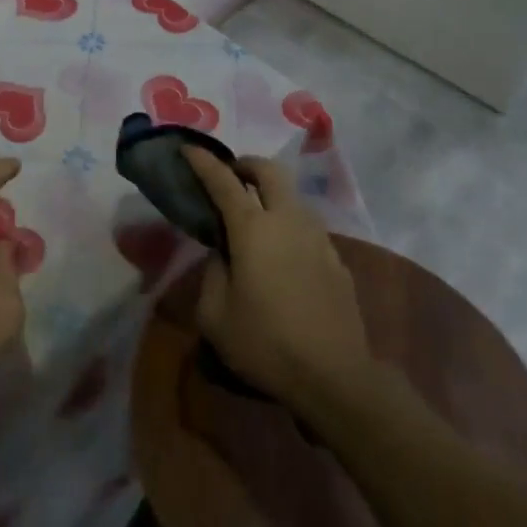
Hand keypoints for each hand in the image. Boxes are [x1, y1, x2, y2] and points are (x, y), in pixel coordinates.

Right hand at [183, 147, 368, 404]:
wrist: (335, 378)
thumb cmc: (265, 344)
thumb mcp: (214, 314)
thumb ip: (213, 272)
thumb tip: (223, 254)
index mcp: (253, 229)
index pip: (223, 181)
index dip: (203, 162)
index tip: (188, 148)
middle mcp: (288, 222)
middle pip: (270, 171)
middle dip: (246, 165)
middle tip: (230, 176)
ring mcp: (319, 239)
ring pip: (293, 197)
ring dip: (271, 195)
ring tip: (255, 219)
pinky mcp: (338, 261)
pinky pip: (308, 228)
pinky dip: (289, 226)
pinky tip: (282, 256)